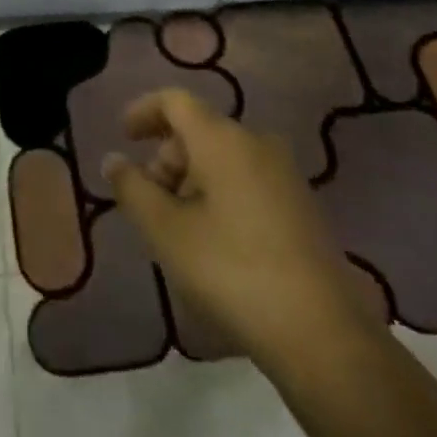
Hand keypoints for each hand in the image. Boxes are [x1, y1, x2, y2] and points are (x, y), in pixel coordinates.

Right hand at [103, 89, 357, 357]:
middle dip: (166, 157)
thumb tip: (114, 160)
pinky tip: (214, 240)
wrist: (323, 335)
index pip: (174, 101)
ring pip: (223, 157)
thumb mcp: (166, 232)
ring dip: (192, 179)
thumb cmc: (232, 271)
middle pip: (198, 130)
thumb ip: (133, 189)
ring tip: (178, 228)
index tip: (123, 137)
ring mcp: (285, 174)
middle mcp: (256, 143)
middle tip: (149, 202)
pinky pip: (247, 179)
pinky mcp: (302, 206)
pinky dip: (220, 193)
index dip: (143, 111)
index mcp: (222, 138)